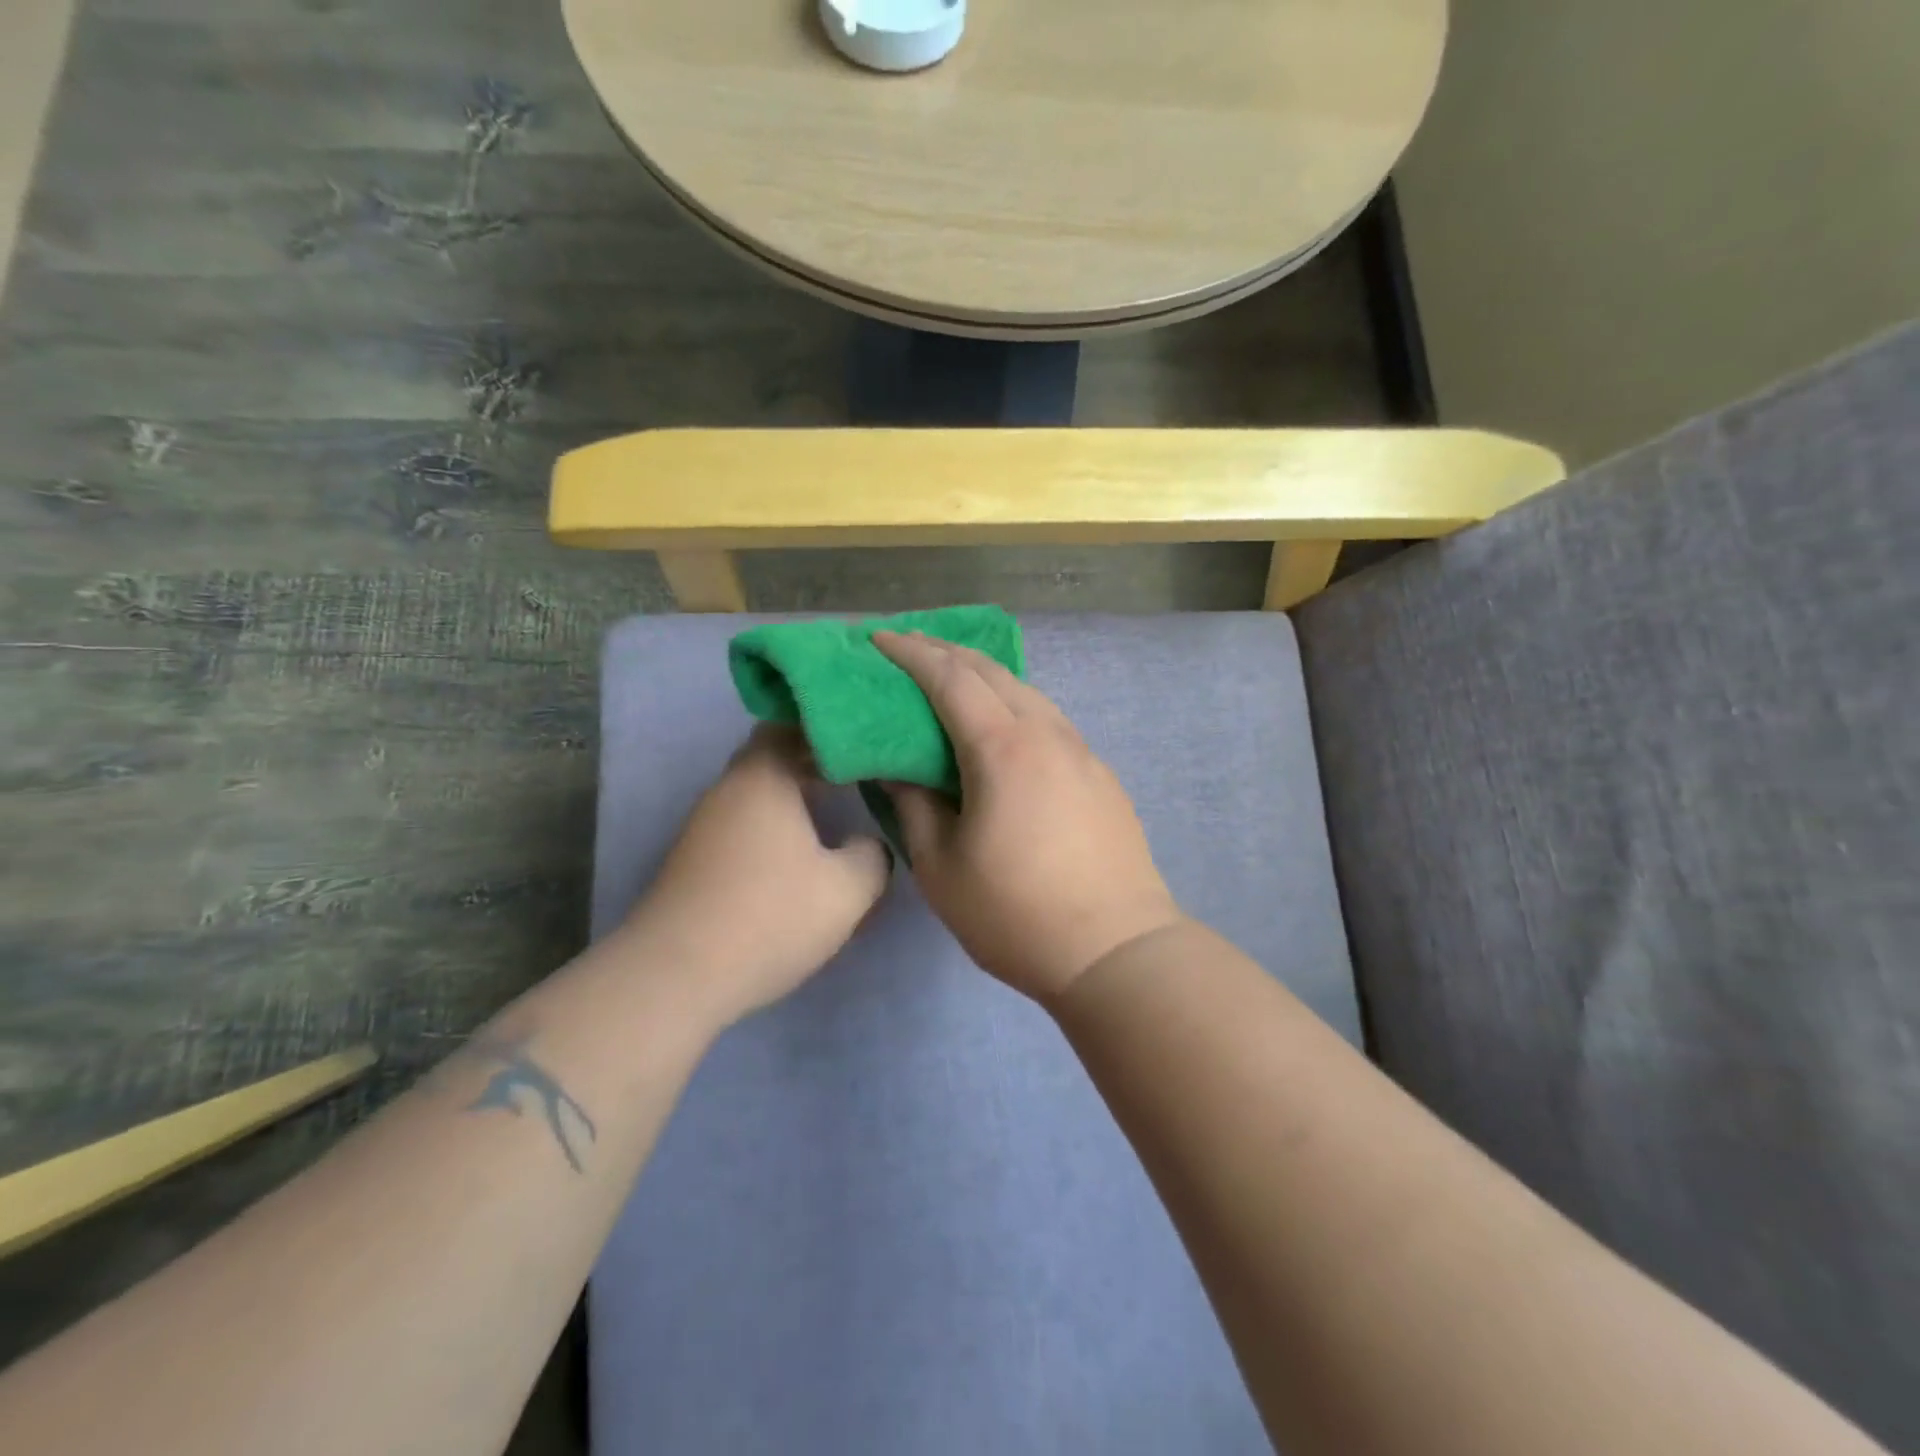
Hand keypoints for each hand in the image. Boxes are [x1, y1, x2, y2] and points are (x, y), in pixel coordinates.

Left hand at [626, 726, 891, 1024]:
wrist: (676, 976)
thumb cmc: (770, 916)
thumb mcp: (847, 890)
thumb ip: (873, 856)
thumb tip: (866, 845)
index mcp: (763, 777)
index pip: (792, 724)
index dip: (830, 730)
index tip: (863, 743)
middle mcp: (728, 790)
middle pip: (773, 757)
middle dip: (815, 763)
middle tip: (858, 775)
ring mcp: (705, 826)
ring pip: (758, 794)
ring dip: (794, 799)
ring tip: (834, 814)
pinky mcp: (695, 860)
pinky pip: (744, 825)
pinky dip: (774, 828)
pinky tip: (798, 858)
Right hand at [875, 631, 1183, 1003]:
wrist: (1116, 951)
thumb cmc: (1016, 915)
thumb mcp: (942, 868)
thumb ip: (915, 806)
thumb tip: (898, 768)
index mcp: (1004, 749)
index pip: (950, 679)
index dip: (911, 653)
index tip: (878, 639)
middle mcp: (1047, 734)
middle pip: (992, 672)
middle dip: (946, 651)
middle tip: (908, 647)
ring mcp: (1081, 752)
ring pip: (1027, 691)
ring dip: (984, 675)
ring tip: (951, 677)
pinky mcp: (1100, 775)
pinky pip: (1048, 719)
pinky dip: (1014, 704)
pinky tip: (1002, 725)